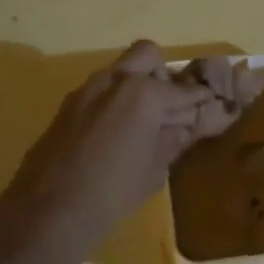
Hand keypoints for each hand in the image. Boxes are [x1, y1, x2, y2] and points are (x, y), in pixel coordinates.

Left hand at [0, 41, 246, 251]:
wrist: (51, 208)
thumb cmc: (115, 191)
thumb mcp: (156, 168)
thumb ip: (175, 139)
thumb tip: (189, 126)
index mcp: (144, 93)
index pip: (184, 91)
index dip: (202, 100)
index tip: (212, 106)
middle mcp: (114, 80)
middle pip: (148, 55)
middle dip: (163, 75)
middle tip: (170, 106)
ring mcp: (86, 89)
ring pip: (120, 70)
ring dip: (137, 86)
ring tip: (145, 123)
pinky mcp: (68, 104)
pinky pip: (100, 90)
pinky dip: (115, 100)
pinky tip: (118, 133)